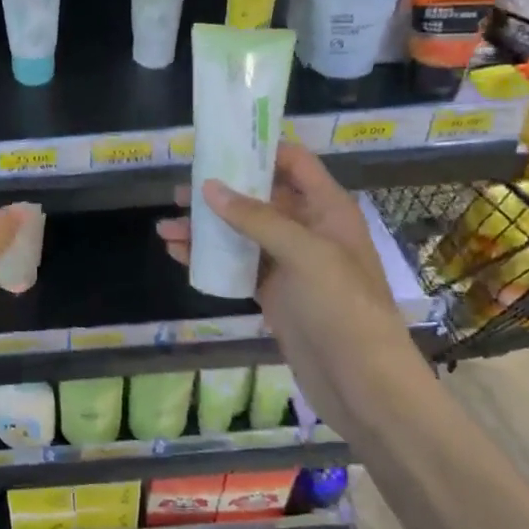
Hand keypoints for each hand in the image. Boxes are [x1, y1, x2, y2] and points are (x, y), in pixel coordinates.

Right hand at [156, 145, 414, 424]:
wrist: (363, 384)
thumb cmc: (343, 307)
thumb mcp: (304, 253)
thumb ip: (256, 218)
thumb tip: (208, 188)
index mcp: (327, 208)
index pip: (293, 163)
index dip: (258, 149)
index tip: (217, 144)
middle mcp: (308, 228)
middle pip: (259, 196)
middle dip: (219, 192)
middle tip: (179, 192)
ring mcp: (289, 262)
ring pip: (241, 232)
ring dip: (205, 228)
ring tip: (165, 228)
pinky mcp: (274, 292)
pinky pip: (236, 264)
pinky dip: (209, 258)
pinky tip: (178, 255)